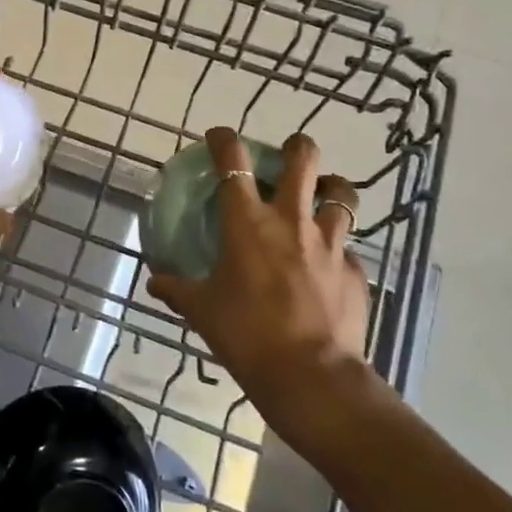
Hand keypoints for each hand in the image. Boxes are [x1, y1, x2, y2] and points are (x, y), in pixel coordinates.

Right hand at [147, 129, 369, 422]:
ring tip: (321, 198)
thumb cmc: (246, 334)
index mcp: (248, 223)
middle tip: (288, 156)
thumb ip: (177, 289)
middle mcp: (291, 221)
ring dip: (330, 191)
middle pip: (304, 160)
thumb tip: (156, 281)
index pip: (233, 163)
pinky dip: (337, 248)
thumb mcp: (201, 310)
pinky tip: (327, 265)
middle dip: (297, 147)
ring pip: (341, 196)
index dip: (225, 140)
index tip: (219, 136)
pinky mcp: (355, 271)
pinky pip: (348, 248)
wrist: (310, 375)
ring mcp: (330, 244)